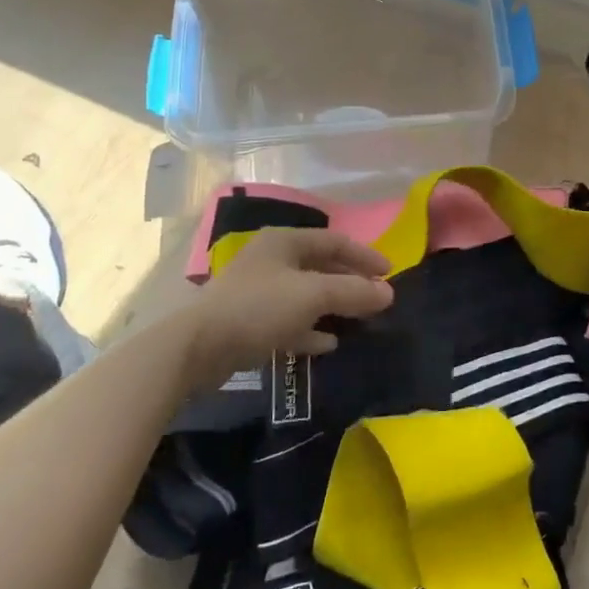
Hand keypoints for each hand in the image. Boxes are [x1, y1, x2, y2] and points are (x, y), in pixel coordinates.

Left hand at [182, 229, 394, 387]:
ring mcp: (258, 292)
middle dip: (349, 282)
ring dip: (333, 306)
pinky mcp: (249, 322)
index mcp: (285, 242)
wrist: (198, 347)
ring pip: (306, 295)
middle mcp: (272, 260)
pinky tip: (328, 343)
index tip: (389, 273)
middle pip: (320, 266)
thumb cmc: (259, 308)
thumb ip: (353, 292)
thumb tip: (389, 293)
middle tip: (376, 298)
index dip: (364, 255)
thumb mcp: (313, 295)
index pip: (334, 240)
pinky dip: (310, 329)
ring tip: (358, 320)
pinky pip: (289, 321)